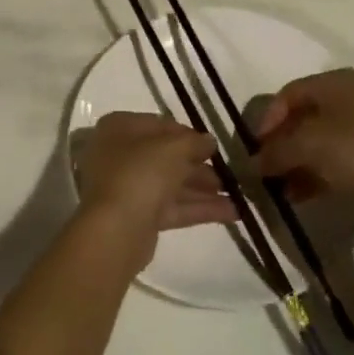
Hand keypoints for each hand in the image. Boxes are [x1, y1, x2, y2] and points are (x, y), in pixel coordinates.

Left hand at [77, 113, 237, 264]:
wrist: (116, 229)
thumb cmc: (142, 172)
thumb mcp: (175, 147)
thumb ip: (196, 142)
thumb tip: (209, 141)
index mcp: (120, 128)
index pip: (160, 125)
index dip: (189, 134)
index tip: (213, 146)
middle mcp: (119, 154)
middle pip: (166, 157)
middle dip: (199, 166)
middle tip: (228, 174)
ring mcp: (127, 187)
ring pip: (170, 184)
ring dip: (203, 189)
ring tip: (237, 195)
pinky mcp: (137, 216)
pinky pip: (171, 207)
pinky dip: (198, 208)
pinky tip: (232, 213)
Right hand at [254, 68, 353, 228]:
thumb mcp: (308, 145)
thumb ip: (276, 151)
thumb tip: (253, 163)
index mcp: (337, 83)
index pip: (290, 93)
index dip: (269, 118)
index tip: (256, 146)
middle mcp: (350, 98)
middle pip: (303, 118)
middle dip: (281, 144)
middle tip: (264, 168)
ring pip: (317, 142)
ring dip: (294, 163)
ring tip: (278, 188)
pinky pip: (333, 161)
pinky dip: (313, 175)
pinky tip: (298, 196)